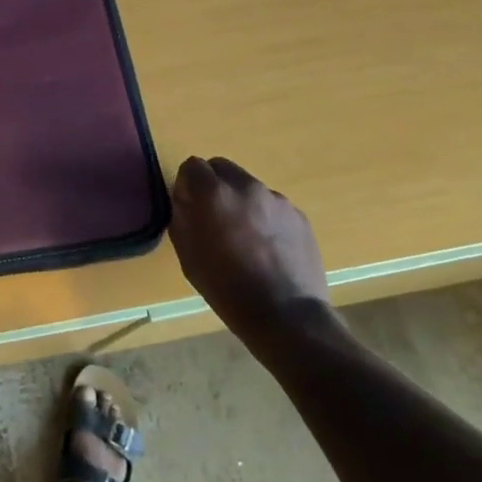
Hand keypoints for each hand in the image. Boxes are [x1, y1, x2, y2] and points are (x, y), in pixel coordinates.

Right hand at [170, 156, 332, 344]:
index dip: (187, 184)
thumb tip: (185, 201)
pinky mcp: (298, 215)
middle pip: (221, 167)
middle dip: (213, 185)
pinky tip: (267, 248)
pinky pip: (272, 205)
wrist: (286, 316)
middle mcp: (246, 186)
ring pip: (248, 187)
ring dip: (240, 201)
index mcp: (214, 194)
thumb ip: (182, 218)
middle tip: (213, 216)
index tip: (188, 206)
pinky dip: (264, 217)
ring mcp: (276, 199)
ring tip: (244, 236)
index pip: (192, 165)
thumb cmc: (227, 289)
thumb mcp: (189, 256)